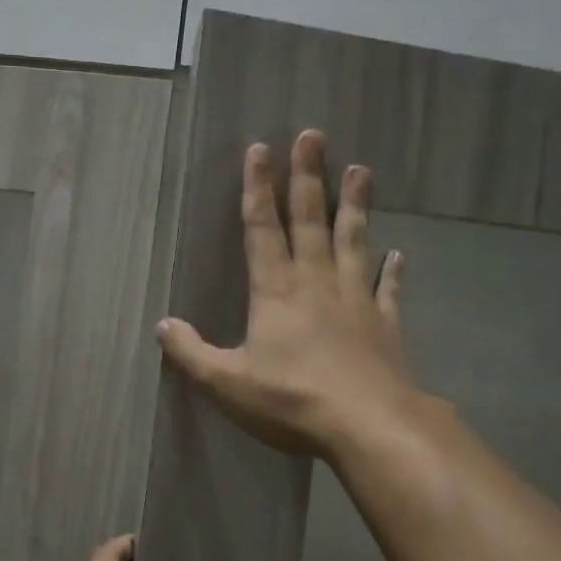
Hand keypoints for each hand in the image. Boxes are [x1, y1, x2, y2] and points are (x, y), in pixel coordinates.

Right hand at [157, 129, 418, 458]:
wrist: (369, 425)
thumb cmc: (292, 401)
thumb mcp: (227, 383)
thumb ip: (191, 353)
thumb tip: (162, 325)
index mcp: (275, 291)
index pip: (262, 228)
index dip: (257, 188)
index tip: (260, 149)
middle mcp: (316, 283)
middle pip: (310, 220)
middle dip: (308, 177)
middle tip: (313, 136)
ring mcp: (355, 299)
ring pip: (353, 241)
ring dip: (355, 205)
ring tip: (361, 168)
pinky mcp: (384, 323)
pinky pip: (387, 288)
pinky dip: (392, 270)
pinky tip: (398, 254)